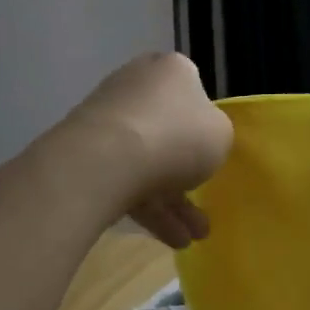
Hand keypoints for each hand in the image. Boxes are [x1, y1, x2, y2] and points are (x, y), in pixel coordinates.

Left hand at [59, 53, 232, 248]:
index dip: (204, 122)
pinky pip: (125, 179)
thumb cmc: (178, 136)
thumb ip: (215, 133)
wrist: (108, 159)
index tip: (211, 151)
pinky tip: (168, 240)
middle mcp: (137, 85)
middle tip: (203, 207)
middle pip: (168, 130)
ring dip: (171, 203)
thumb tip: (199, 138)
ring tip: (191, 239)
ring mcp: (108, 118)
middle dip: (187, 175)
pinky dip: (147, 208)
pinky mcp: (86, 151)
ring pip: (148, 161)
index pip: (192, 89)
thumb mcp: (222, 135)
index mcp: (172, 70)